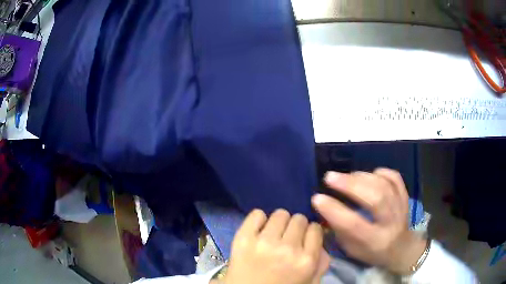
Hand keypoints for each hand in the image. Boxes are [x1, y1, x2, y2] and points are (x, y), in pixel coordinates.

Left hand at [223, 209, 329, 283]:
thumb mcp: (308, 283)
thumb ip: (320, 264)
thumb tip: (320, 241)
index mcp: (306, 261)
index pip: (315, 229)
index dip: (310, 233)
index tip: (304, 238)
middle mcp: (287, 249)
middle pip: (299, 219)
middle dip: (296, 227)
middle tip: (288, 237)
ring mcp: (264, 242)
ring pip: (280, 214)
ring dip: (279, 223)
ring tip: (273, 234)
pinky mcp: (243, 238)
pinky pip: (256, 214)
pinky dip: (259, 220)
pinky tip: (259, 231)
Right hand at [312, 169, 426, 274]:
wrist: (401, 249)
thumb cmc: (372, 252)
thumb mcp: (352, 250)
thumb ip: (340, 229)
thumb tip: (325, 206)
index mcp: (374, 241)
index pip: (354, 224)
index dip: (334, 210)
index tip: (317, 198)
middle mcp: (390, 224)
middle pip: (375, 199)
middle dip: (350, 185)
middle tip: (330, 177)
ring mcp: (401, 208)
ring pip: (384, 186)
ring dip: (362, 177)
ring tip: (345, 175)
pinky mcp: (405, 197)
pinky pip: (395, 178)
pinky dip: (381, 172)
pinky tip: (369, 174)